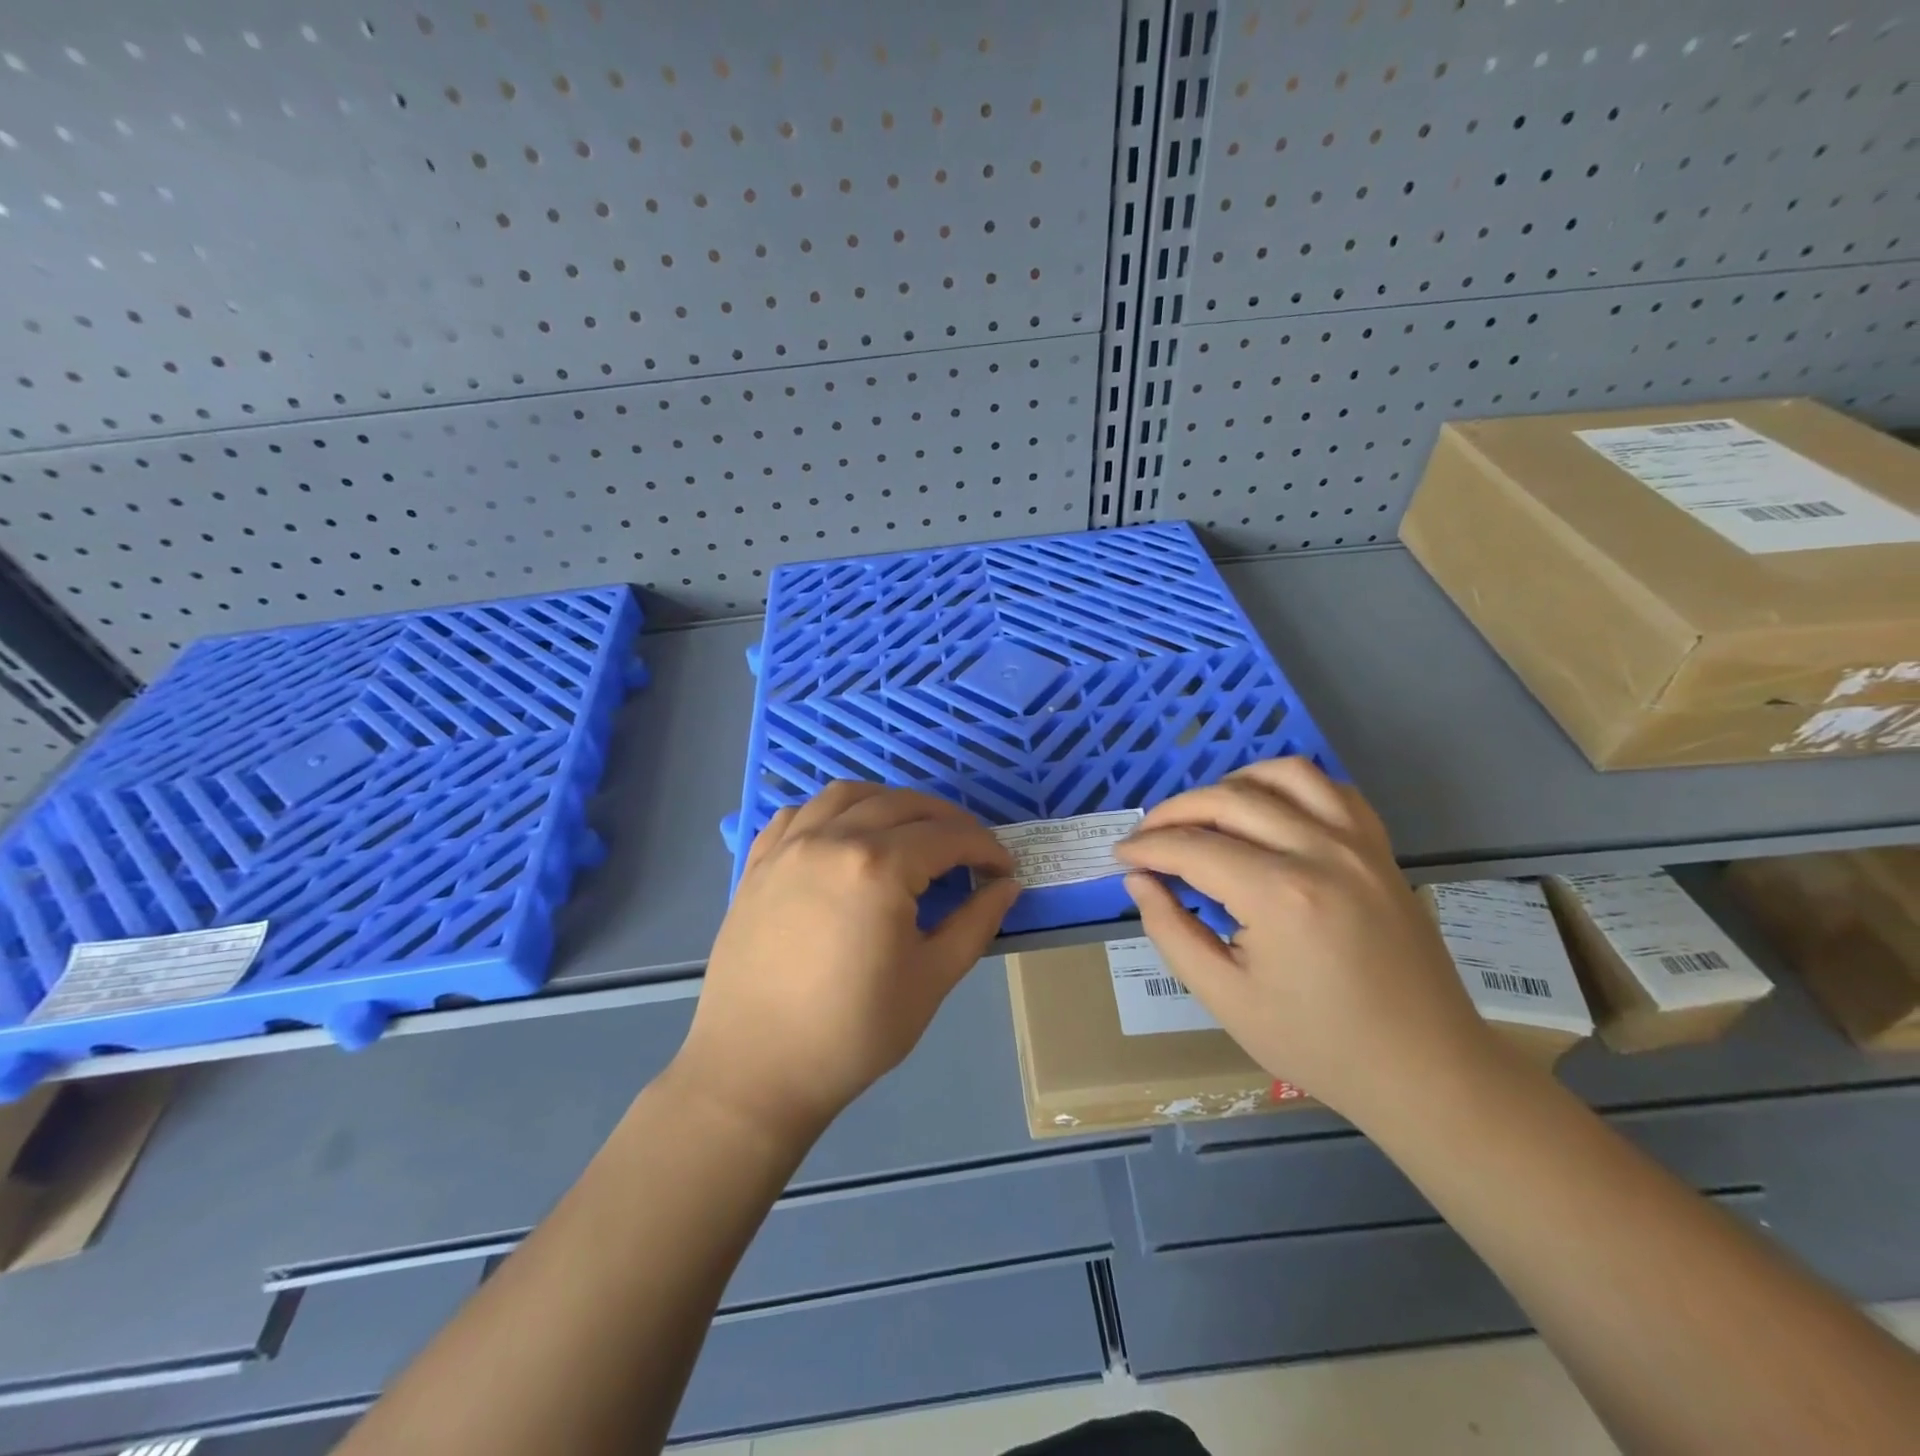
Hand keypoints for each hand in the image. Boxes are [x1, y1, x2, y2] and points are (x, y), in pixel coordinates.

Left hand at [675, 783, 1019, 1143]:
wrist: (755, 1069)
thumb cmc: (853, 1032)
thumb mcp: (931, 979)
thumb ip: (975, 923)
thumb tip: (1007, 886)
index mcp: (879, 866)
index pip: (947, 836)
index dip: (985, 847)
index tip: (1002, 869)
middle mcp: (832, 839)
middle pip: (903, 805)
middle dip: (947, 820)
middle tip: (969, 850)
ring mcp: (789, 846)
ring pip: (848, 795)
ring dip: (890, 803)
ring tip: (911, 831)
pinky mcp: (758, 863)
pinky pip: (801, 813)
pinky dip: (833, 811)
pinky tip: (846, 836)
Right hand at [1114, 757, 1495, 1125]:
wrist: (1425, 1069)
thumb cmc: (1318, 1044)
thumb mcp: (1226, 998)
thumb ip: (1171, 931)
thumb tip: (1139, 881)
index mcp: (1279, 895)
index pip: (1192, 848)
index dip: (1147, 848)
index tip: (1121, 856)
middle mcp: (1320, 852)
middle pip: (1229, 800)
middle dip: (1174, 812)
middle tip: (1148, 836)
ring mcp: (1358, 844)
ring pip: (1282, 776)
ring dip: (1231, 785)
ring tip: (1204, 814)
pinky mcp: (1380, 849)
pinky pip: (1331, 789)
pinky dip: (1289, 786)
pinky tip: (1267, 810)